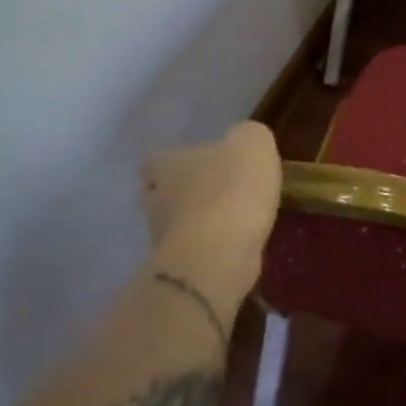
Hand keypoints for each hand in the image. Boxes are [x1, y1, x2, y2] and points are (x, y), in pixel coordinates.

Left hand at [140, 122, 281, 261]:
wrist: (219, 255)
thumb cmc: (231, 188)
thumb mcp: (252, 142)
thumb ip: (246, 136)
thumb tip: (240, 142)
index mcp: (168, 164)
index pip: (152, 160)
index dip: (169, 161)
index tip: (188, 164)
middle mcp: (157, 199)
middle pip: (157, 194)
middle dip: (179, 194)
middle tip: (210, 192)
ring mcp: (164, 238)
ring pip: (175, 225)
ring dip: (196, 222)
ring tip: (228, 220)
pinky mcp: (180, 270)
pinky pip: (193, 252)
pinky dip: (209, 249)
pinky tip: (235, 244)